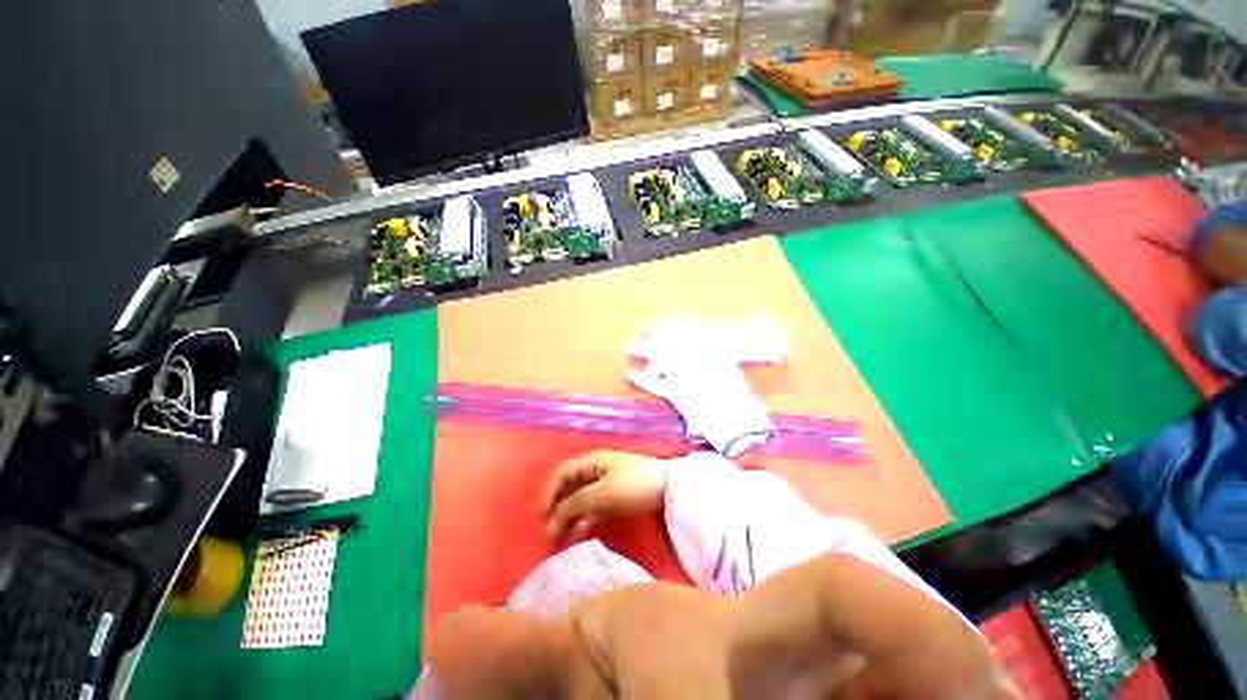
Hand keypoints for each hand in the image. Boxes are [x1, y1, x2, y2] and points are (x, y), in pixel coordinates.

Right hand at [540, 450, 667, 540]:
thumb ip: (575, 505)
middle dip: (558, 508)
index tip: (542, 517)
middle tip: (550, 533)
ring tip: (562, 539)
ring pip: (582, 499)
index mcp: (591, 461)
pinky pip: (595, 507)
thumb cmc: (633, 485)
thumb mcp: (602, 494)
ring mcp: (607, 483)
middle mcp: (596, 469)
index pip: (562, 473)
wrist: (670, 488)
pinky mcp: (618, 497)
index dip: (549, 493)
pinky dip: (585, 519)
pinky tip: (580, 534)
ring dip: (570, 517)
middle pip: (570, 487)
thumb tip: (551, 522)